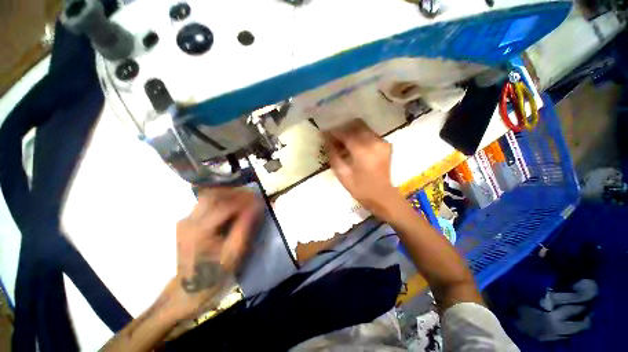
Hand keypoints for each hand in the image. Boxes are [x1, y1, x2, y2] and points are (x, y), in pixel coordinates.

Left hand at [170, 187, 262, 319]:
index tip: (260, 199)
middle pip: (214, 195)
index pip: (225, 204)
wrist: (190, 291)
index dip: (245, 199)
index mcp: (200, 230)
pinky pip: (206, 204)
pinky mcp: (187, 222)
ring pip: (209, 196)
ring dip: (229, 195)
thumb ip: (246, 227)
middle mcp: (189, 220)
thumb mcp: (235, 254)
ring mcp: (185, 220)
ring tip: (244, 201)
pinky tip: (232, 208)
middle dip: (236, 193)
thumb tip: (257, 205)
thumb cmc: (215, 275)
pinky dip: (222, 201)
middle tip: (253, 197)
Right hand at [324, 119, 403, 218]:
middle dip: (343, 129)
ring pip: (363, 127)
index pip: (346, 133)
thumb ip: (333, 154)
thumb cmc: (360, 188)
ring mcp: (382, 142)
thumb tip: (326, 139)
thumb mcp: (342, 174)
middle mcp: (375, 141)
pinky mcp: (385, 144)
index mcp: (363, 150)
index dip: (334, 132)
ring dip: (351, 131)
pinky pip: (369, 133)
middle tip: (333, 138)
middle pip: (356, 125)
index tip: (324, 133)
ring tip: (342, 142)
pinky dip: (359, 135)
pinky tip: (353, 145)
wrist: (382, 196)